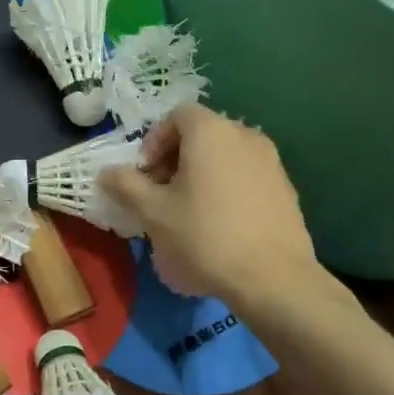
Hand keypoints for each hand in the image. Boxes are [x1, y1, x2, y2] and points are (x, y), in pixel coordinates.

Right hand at [99, 104, 327, 310]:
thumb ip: (126, 185)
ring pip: (225, 156)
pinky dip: (227, 188)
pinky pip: (246, 176)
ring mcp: (271, 162)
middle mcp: (245, 135)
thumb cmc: (205, 237)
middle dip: (175, 158)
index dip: (154, 140)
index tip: (145, 174)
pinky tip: (220, 225)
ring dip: (201, 174)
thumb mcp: (153, 212)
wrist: (274, 279)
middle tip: (161, 193)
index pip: (177, 115)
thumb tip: (107, 172)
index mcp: (211, 131)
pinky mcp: (286, 189)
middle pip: (202, 134)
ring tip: (188, 211)